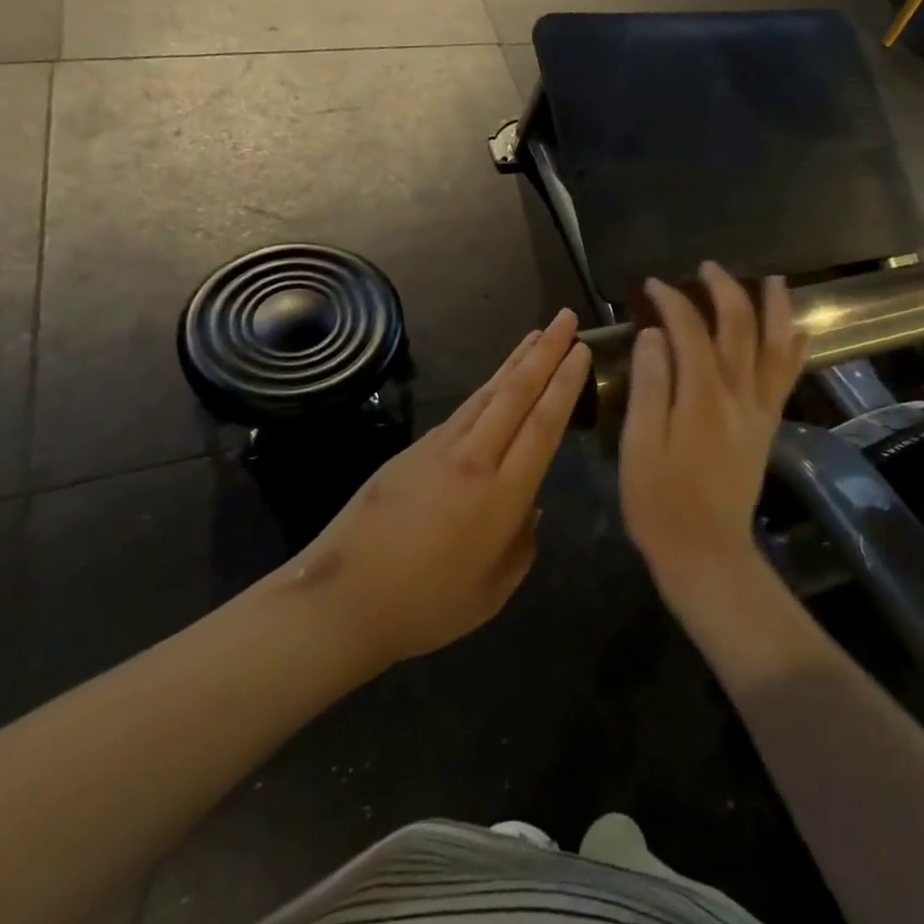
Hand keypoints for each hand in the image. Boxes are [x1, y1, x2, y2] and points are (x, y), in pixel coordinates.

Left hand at [266, 309, 590, 670]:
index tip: (581, 349)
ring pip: (488, 393)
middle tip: (565, 318)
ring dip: (516, 361)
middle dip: (546, 351)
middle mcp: (475, 459)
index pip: (543, 425)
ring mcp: (440, 448)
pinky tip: (496, 382)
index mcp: (503, 496)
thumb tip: (530, 506)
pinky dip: (487, 387)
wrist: (342, 600)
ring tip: (536, 335)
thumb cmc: (427, 606)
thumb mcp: (494, 589)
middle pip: (517, 393)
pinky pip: (463, 410)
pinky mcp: (414, 450)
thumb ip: (522, 542)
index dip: (565, 384)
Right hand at [619, 264, 807, 596]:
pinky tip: (800, 332)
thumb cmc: (659, 501)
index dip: (672, 301)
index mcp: (701, 396)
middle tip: (708, 267)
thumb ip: (649, 385)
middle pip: (738, 328)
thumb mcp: (638, 445)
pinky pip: (786, 378)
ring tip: (774, 280)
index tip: (654, 285)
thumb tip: (654, 334)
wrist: (706, 551)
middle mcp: (737, 394)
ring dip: (775, 310)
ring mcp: (758, 410)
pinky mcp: (767, 426)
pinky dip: (794, 350)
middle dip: (725, 290)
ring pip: (774, 347)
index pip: (689, 331)